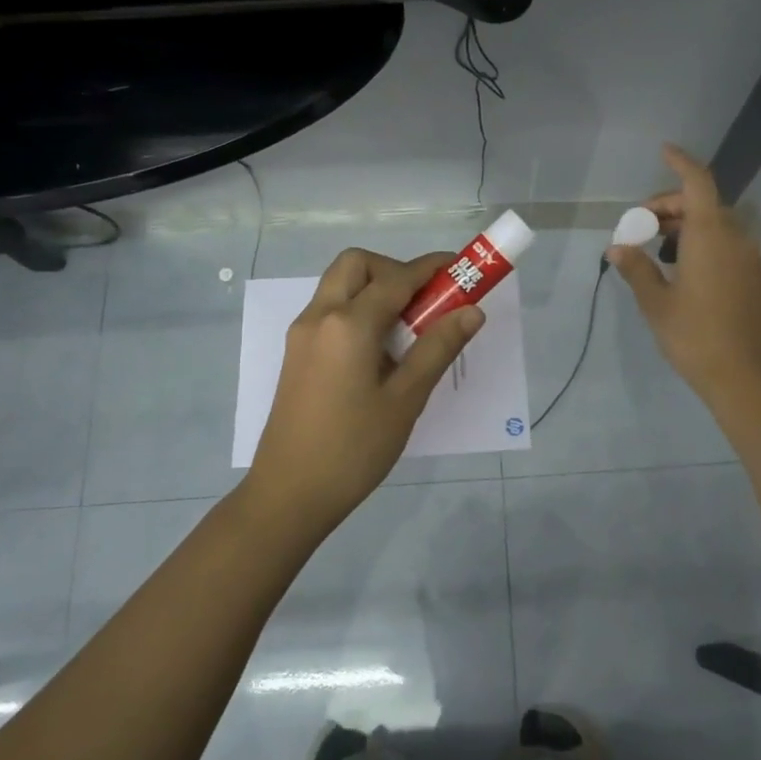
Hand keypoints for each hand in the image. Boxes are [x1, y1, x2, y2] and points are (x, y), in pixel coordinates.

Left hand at [243, 248, 484, 534]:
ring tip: (407, 330)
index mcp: (348, 324)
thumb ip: (437, 348)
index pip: (397, 278)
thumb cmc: (354, 449)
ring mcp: (302, 334)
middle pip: (357, 265)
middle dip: (395, 270)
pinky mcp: (296, 353)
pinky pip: (330, 311)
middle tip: (424, 303)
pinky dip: (358, 310)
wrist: (289, 494)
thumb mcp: (405, 399)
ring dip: (375, 289)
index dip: (432, 268)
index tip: (461, 268)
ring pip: (340, 286)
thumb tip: (471, 311)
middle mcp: (320, 316)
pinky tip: (380, 352)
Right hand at [609, 144, 760, 405]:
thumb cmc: (695, 336)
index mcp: (710, 236)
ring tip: (654, 250)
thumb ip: (636, 268)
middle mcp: (734, 238)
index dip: (680, 162)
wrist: (745, 376)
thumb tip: (617, 247)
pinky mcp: (753, 277)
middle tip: (639, 227)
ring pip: (714, 224)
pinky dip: (700, 242)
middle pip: (702, 203)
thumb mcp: (656, 303)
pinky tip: (678, 268)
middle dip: (669, 206)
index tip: (663, 151)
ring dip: (684, 225)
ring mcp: (748, 258)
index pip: (697, 183)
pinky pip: (725, 243)